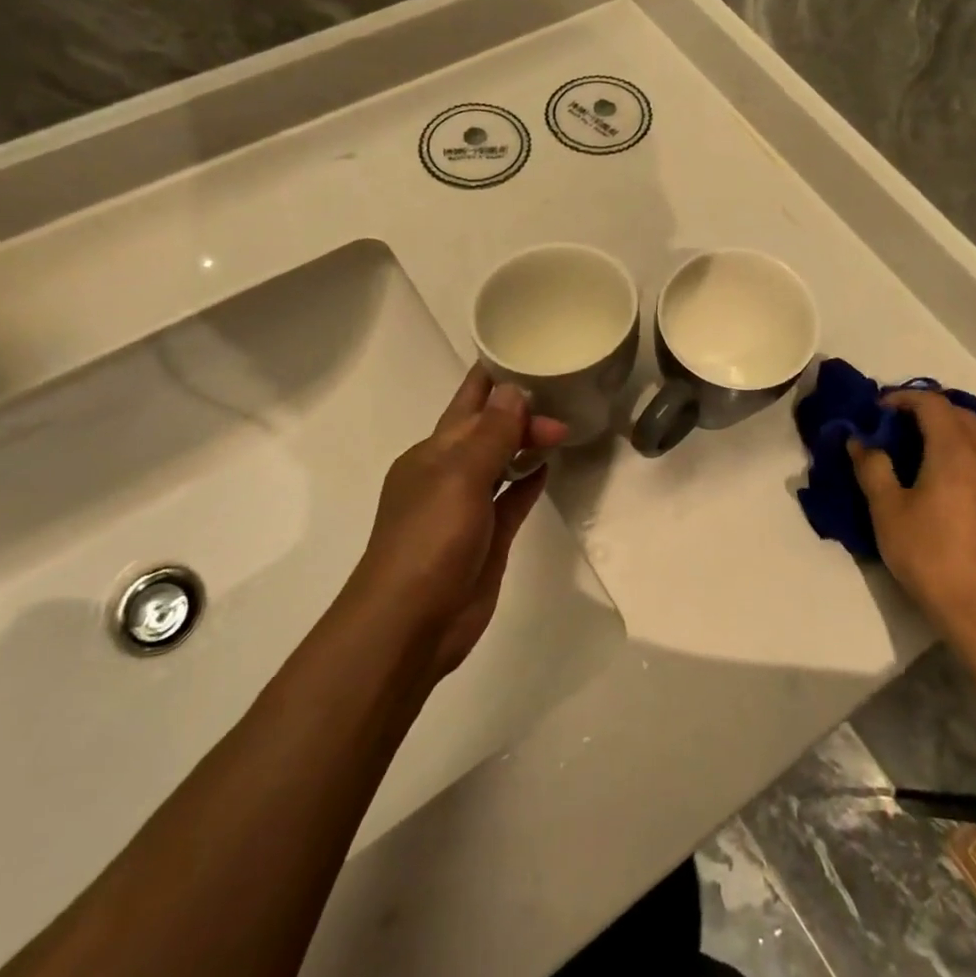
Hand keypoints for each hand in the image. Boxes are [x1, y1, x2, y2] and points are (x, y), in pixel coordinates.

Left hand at [346, 364, 566, 678]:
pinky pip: (512, 499)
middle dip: (520, 411)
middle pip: (488, 429)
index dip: (493, 378)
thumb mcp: (458, 477)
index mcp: (432, 453)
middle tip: (564, 400)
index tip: (527, 352)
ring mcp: (468, 508)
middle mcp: (448, 473)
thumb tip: (512, 390)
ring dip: (525, 442)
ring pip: (501, 462)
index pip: (467, 403)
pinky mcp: (487, 538)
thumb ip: (490, 434)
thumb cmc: (429, 541)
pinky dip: (528, 481)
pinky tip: (547, 466)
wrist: (411, 624)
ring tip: (563, 423)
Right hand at [847, 390, 975, 652]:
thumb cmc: (930, 556)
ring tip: (944, 447)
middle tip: (904, 428)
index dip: (904, 398)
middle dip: (932, 413)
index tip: (881, 410)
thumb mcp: (886, 511)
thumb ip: (872, 468)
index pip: (931, 403)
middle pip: (964, 416)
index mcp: (955, 449)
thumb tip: (859, 440)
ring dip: (967, 432)